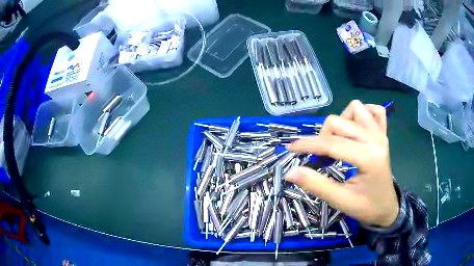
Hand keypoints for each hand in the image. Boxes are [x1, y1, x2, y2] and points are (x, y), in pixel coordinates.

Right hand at [286, 100, 398, 227]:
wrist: (386, 207)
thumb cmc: (366, 207)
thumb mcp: (340, 200)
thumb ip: (315, 184)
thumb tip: (290, 172)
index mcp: (368, 157)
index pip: (332, 144)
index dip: (308, 144)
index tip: (290, 148)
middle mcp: (376, 139)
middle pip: (339, 121)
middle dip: (322, 136)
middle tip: (319, 156)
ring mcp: (381, 133)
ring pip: (355, 108)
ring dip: (341, 121)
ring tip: (338, 140)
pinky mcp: (383, 133)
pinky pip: (374, 110)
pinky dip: (362, 114)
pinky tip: (356, 128)